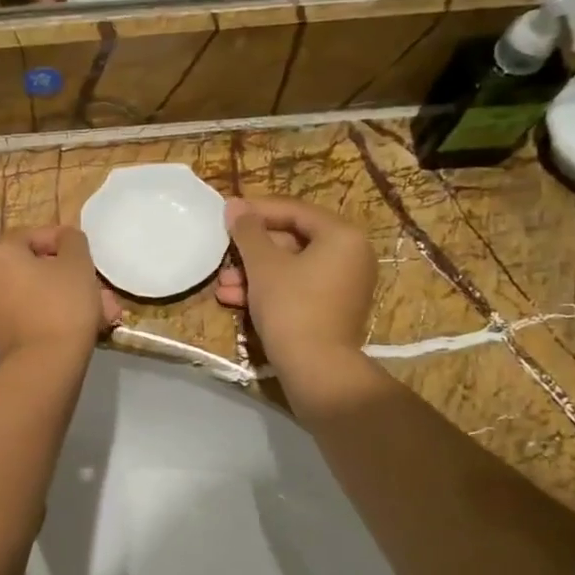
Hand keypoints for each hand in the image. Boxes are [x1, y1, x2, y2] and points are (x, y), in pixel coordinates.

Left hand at [0, 226, 120, 361]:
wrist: (44, 365)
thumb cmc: (63, 305)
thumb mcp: (78, 263)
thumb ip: (72, 240)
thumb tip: (65, 238)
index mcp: (0, 254)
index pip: (29, 235)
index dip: (60, 240)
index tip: (83, 254)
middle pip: (30, 268)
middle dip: (65, 275)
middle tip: (92, 286)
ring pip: (31, 295)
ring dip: (60, 297)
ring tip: (94, 310)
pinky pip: (25, 317)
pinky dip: (46, 317)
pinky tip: (74, 328)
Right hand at [216, 198, 373, 373]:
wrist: (316, 369)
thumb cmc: (291, 307)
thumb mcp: (263, 265)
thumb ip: (248, 231)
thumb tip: (234, 205)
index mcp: (342, 236)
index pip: (295, 211)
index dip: (258, 211)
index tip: (227, 214)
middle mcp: (351, 255)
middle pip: (293, 240)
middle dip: (252, 251)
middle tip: (223, 255)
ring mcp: (344, 285)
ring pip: (291, 268)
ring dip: (254, 274)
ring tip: (224, 285)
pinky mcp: (332, 309)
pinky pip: (298, 288)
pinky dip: (270, 290)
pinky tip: (236, 300)